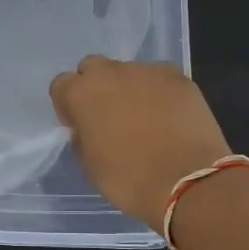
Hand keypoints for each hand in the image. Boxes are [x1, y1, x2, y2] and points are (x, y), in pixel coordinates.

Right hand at [49, 56, 232, 231]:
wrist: (187, 181)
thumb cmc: (129, 179)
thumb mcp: (90, 166)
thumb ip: (83, 137)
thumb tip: (89, 128)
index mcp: (81, 93)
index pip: (61, 85)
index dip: (68, 105)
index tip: (79, 125)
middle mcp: (110, 73)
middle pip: (93, 67)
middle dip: (96, 87)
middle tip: (109, 116)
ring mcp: (147, 71)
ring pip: (129, 72)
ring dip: (129, 88)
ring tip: (145, 118)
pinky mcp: (178, 76)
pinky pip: (159, 78)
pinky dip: (159, 92)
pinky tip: (169, 116)